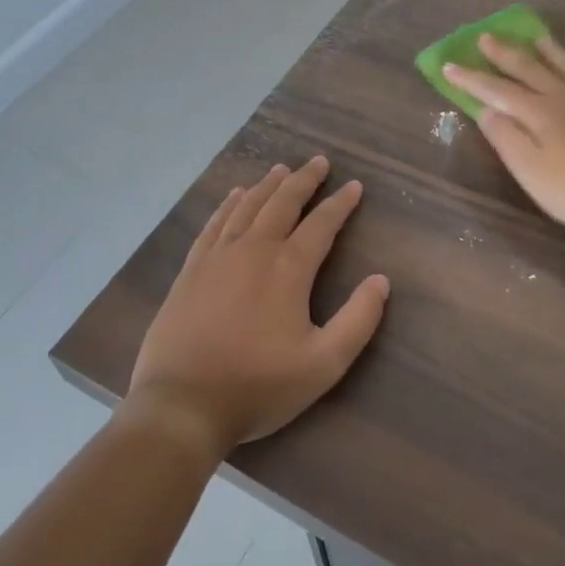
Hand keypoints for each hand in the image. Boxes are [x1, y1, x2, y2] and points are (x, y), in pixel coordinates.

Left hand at [125, 156, 389, 459]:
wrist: (183, 404)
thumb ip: (358, 320)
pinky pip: (214, 223)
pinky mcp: (191, 269)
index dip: (340, 203)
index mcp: (288, 269)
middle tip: (318, 161)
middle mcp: (253, 250)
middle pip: (282, 203)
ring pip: (247, 206)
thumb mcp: (323, 364)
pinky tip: (234, 195)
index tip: (354, 185)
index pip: (321, 224)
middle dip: (304, 180)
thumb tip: (381, 280)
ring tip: (281, 169)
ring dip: (267, 185)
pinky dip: (228, 204)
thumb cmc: (258, 386)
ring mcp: (217, 256)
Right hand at [444, 35, 564, 246]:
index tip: (448, 65)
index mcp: (540, 113)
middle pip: (530, 69)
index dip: (471, 79)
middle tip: (485, 37)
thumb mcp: (534, 174)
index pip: (497, 90)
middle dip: (504, 54)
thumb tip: (485, 110)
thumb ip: (507, 140)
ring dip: (547, 50)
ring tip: (535, 38)